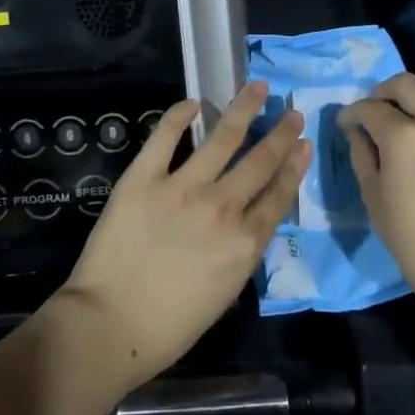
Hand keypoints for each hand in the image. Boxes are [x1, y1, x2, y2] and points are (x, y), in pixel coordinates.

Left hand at [55, 81, 308, 387]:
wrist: (111, 326)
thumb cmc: (170, 326)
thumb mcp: (225, 291)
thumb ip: (240, 250)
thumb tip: (245, 221)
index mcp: (245, 241)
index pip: (279, 194)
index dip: (294, 166)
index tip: (304, 143)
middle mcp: (222, 206)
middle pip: (259, 161)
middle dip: (280, 134)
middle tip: (293, 112)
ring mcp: (183, 186)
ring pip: (223, 138)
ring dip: (243, 109)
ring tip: (257, 88)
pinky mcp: (144, 177)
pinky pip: (165, 137)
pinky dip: (179, 115)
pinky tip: (193, 101)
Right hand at [340, 74, 414, 307]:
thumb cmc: (411, 237)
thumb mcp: (373, 196)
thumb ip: (362, 155)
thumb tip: (357, 132)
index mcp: (403, 135)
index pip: (370, 107)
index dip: (351, 113)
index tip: (344, 125)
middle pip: (405, 83)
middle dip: (381, 91)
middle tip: (370, 113)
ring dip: (409, 97)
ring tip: (395, 121)